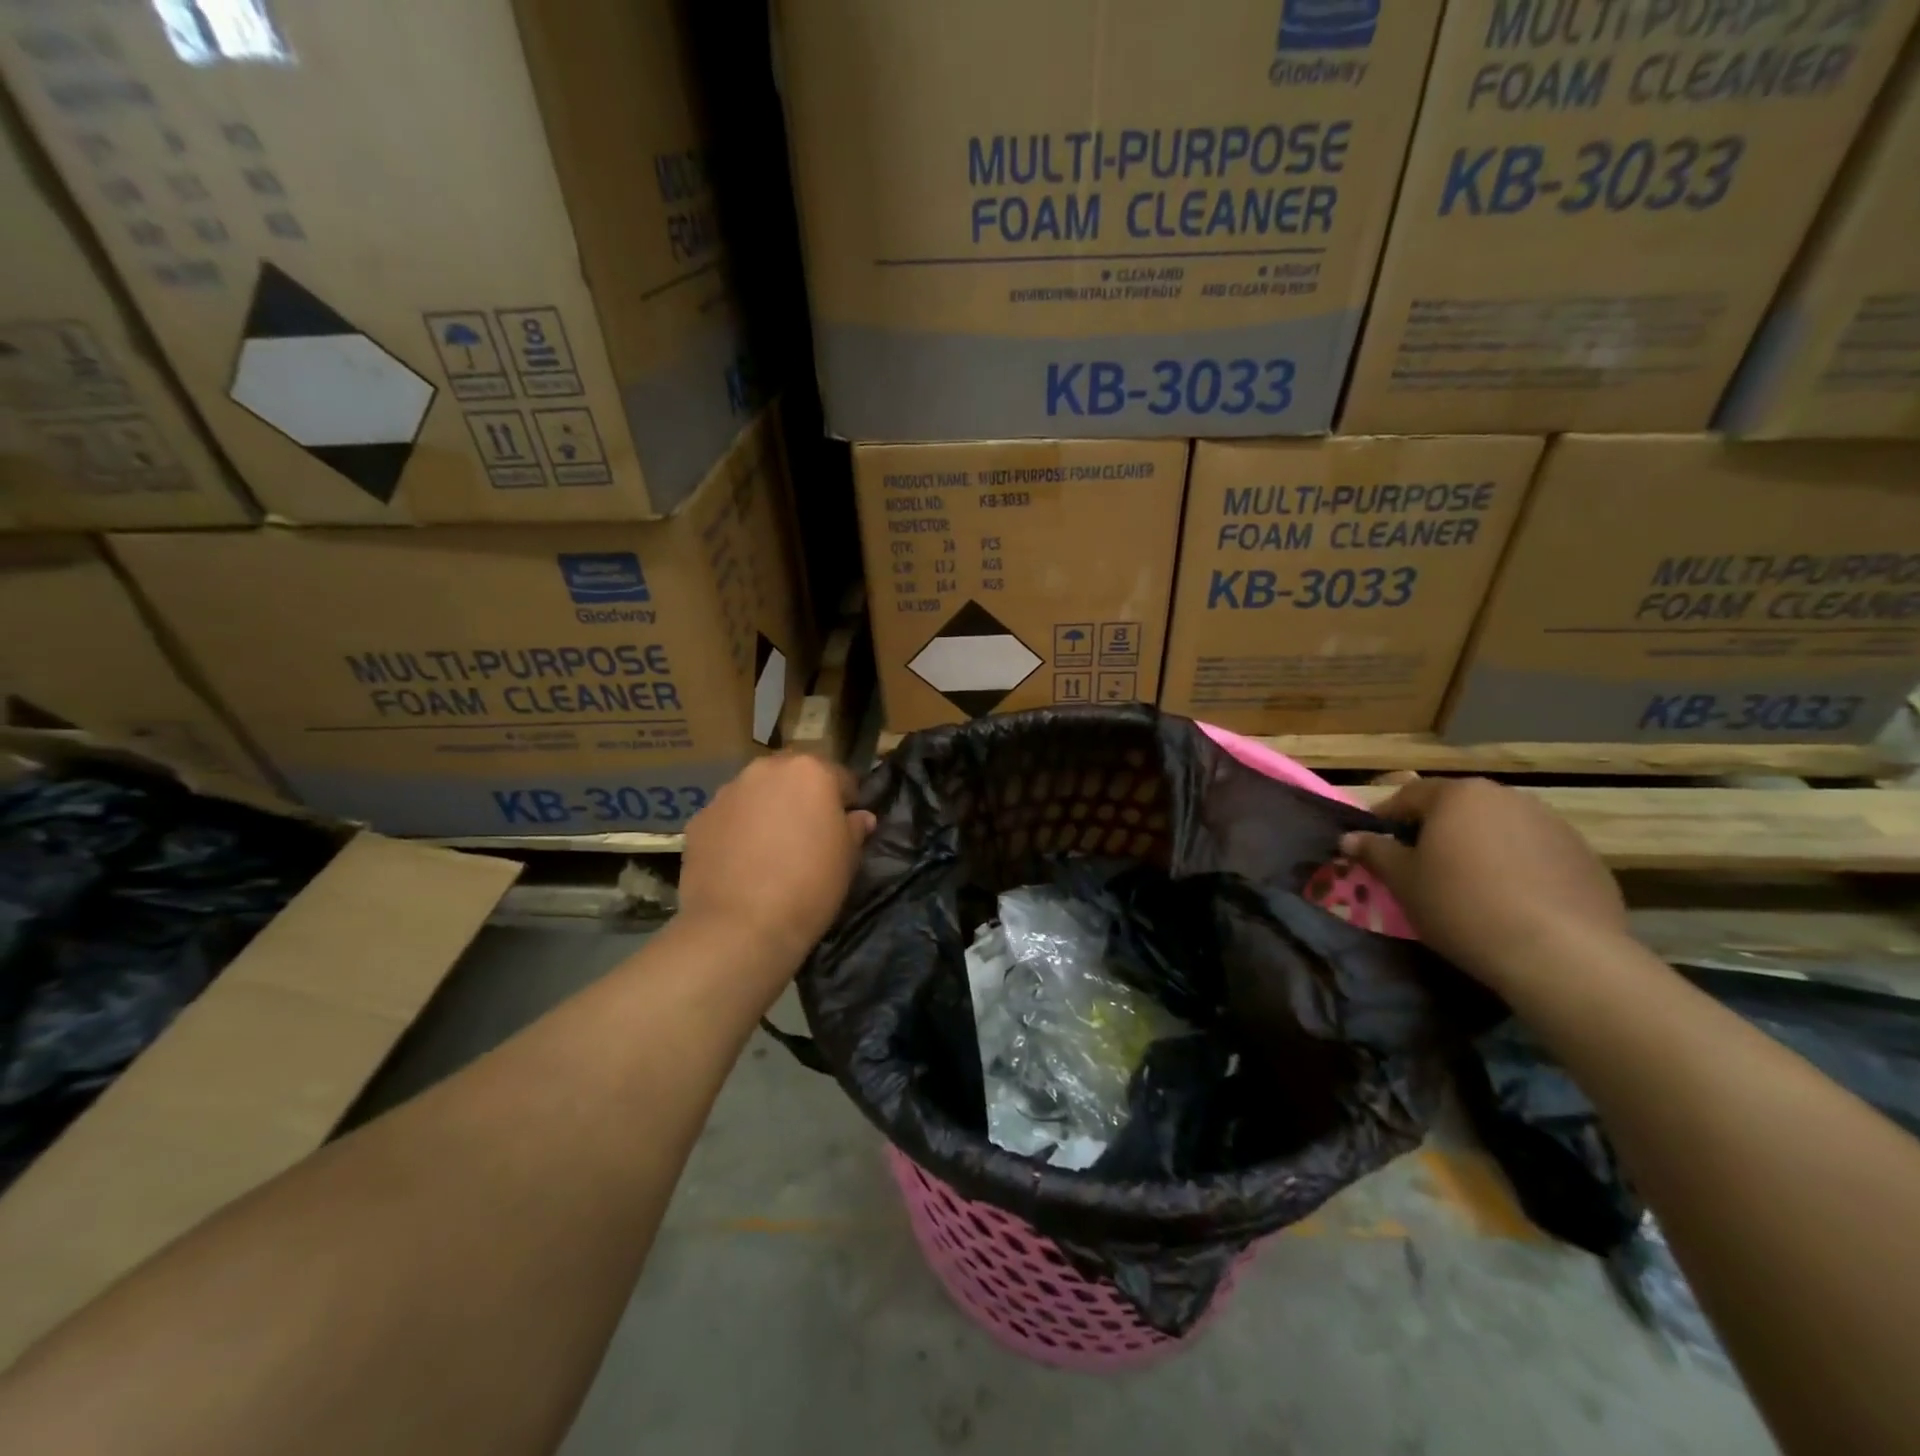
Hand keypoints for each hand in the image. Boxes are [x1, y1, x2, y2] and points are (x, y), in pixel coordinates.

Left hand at [679, 753, 875, 973]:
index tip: (846, 825)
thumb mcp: (848, 860)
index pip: (840, 777)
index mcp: (810, 771)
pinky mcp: (699, 819)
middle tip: (808, 834)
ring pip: (756, 794)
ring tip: (770, 850)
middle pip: (792, 776)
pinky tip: (741, 863)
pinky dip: (737, 831)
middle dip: (802, 797)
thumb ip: (854, 829)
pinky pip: (728, 818)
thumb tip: (859, 817)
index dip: (846, 801)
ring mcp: (727, 792)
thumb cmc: (809, 886)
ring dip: (767, 810)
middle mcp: (766, 770)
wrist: (739, 927)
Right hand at [1337, 777, 1629, 995]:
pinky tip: (1511, 902)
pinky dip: (1518, 868)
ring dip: (1479, 847)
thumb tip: (1350, 838)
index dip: (1386, 818)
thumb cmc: (1461, 906)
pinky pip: (1536, 854)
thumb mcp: (1403, 881)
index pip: (1409, 796)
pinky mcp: (1585, 857)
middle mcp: (1507, 797)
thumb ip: (1375, 852)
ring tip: (1470, 885)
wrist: (1558, 954)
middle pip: (1458, 808)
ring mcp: (1553, 825)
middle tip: (1420, 866)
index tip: (1374, 844)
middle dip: (1436, 831)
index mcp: (1458, 795)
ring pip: (1499, 829)